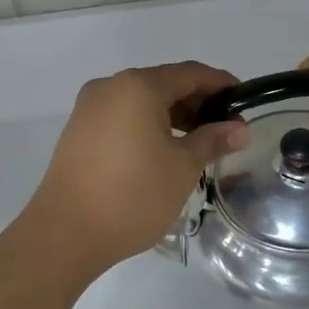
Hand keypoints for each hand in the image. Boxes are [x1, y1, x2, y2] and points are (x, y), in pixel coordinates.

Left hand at [26, 62, 249, 276]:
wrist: (65, 234)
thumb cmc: (132, 195)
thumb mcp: (182, 168)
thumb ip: (212, 140)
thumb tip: (239, 128)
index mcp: (138, 86)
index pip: (190, 73)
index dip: (221, 84)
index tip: (244, 102)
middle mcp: (110, 87)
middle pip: (164, 83)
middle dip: (197, 102)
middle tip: (225, 128)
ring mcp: (89, 108)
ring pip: (142, 101)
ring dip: (173, 115)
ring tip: (199, 143)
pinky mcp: (78, 131)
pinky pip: (123, 116)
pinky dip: (148, 125)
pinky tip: (164, 151)